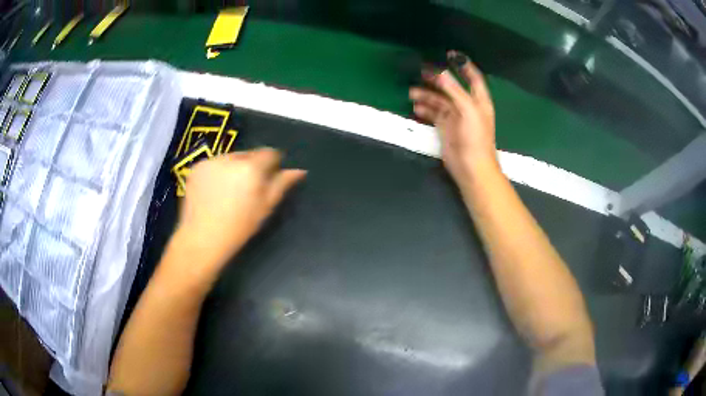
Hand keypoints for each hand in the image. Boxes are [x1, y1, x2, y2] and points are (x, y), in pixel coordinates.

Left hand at [173, 148, 305, 274]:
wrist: (202, 238)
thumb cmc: (239, 227)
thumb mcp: (265, 208)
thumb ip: (282, 184)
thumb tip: (299, 170)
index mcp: (251, 168)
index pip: (269, 153)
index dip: (272, 163)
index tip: (268, 178)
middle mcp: (231, 158)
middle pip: (248, 154)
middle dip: (251, 166)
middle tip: (247, 188)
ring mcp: (211, 161)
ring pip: (230, 158)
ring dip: (234, 168)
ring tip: (228, 191)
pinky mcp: (196, 166)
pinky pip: (213, 164)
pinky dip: (217, 172)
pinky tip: (214, 191)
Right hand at [409, 51, 497, 186]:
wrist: (470, 166)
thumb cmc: (475, 137)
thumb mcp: (467, 109)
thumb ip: (453, 89)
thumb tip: (439, 72)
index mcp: (478, 99)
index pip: (473, 77)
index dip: (463, 65)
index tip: (449, 54)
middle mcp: (467, 104)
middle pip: (451, 86)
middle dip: (437, 78)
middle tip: (421, 70)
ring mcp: (455, 116)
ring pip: (439, 99)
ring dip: (426, 94)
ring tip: (411, 92)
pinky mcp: (445, 126)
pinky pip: (433, 113)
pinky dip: (424, 108)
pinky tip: (416, 107)